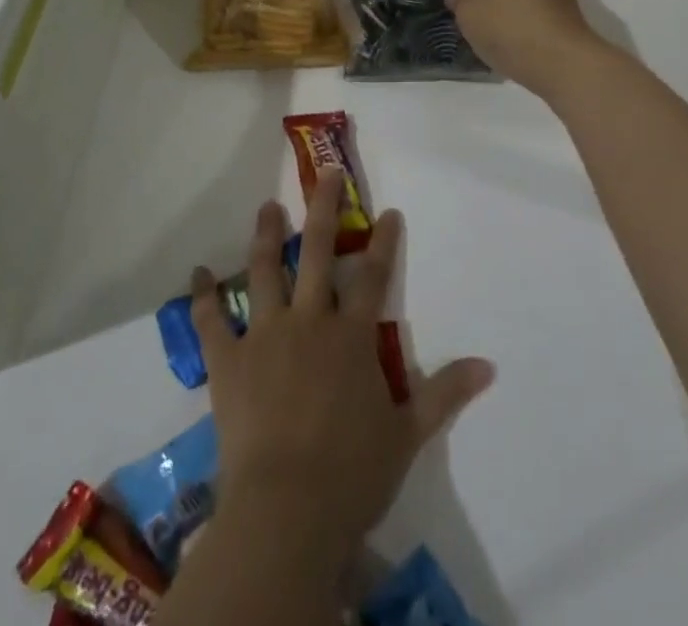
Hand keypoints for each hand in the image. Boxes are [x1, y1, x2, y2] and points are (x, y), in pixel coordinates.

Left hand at [191, 174, 494, 567]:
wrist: (286, 512)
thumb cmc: (352, 474)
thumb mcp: (408, 434)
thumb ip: (445, 393)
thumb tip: (489, 365)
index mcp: (351, 336)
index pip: (374, 276)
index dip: (383, 241)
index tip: (388, 211)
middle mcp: (309, 321)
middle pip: (319, 252)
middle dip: (325, 210)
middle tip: (326, 176)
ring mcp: (265, 336)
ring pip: (266, 271)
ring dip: (268, 236)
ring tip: (269, 207)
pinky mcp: (228, 361)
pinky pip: (212, 321)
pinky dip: (203, 295)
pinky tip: (198, 272)